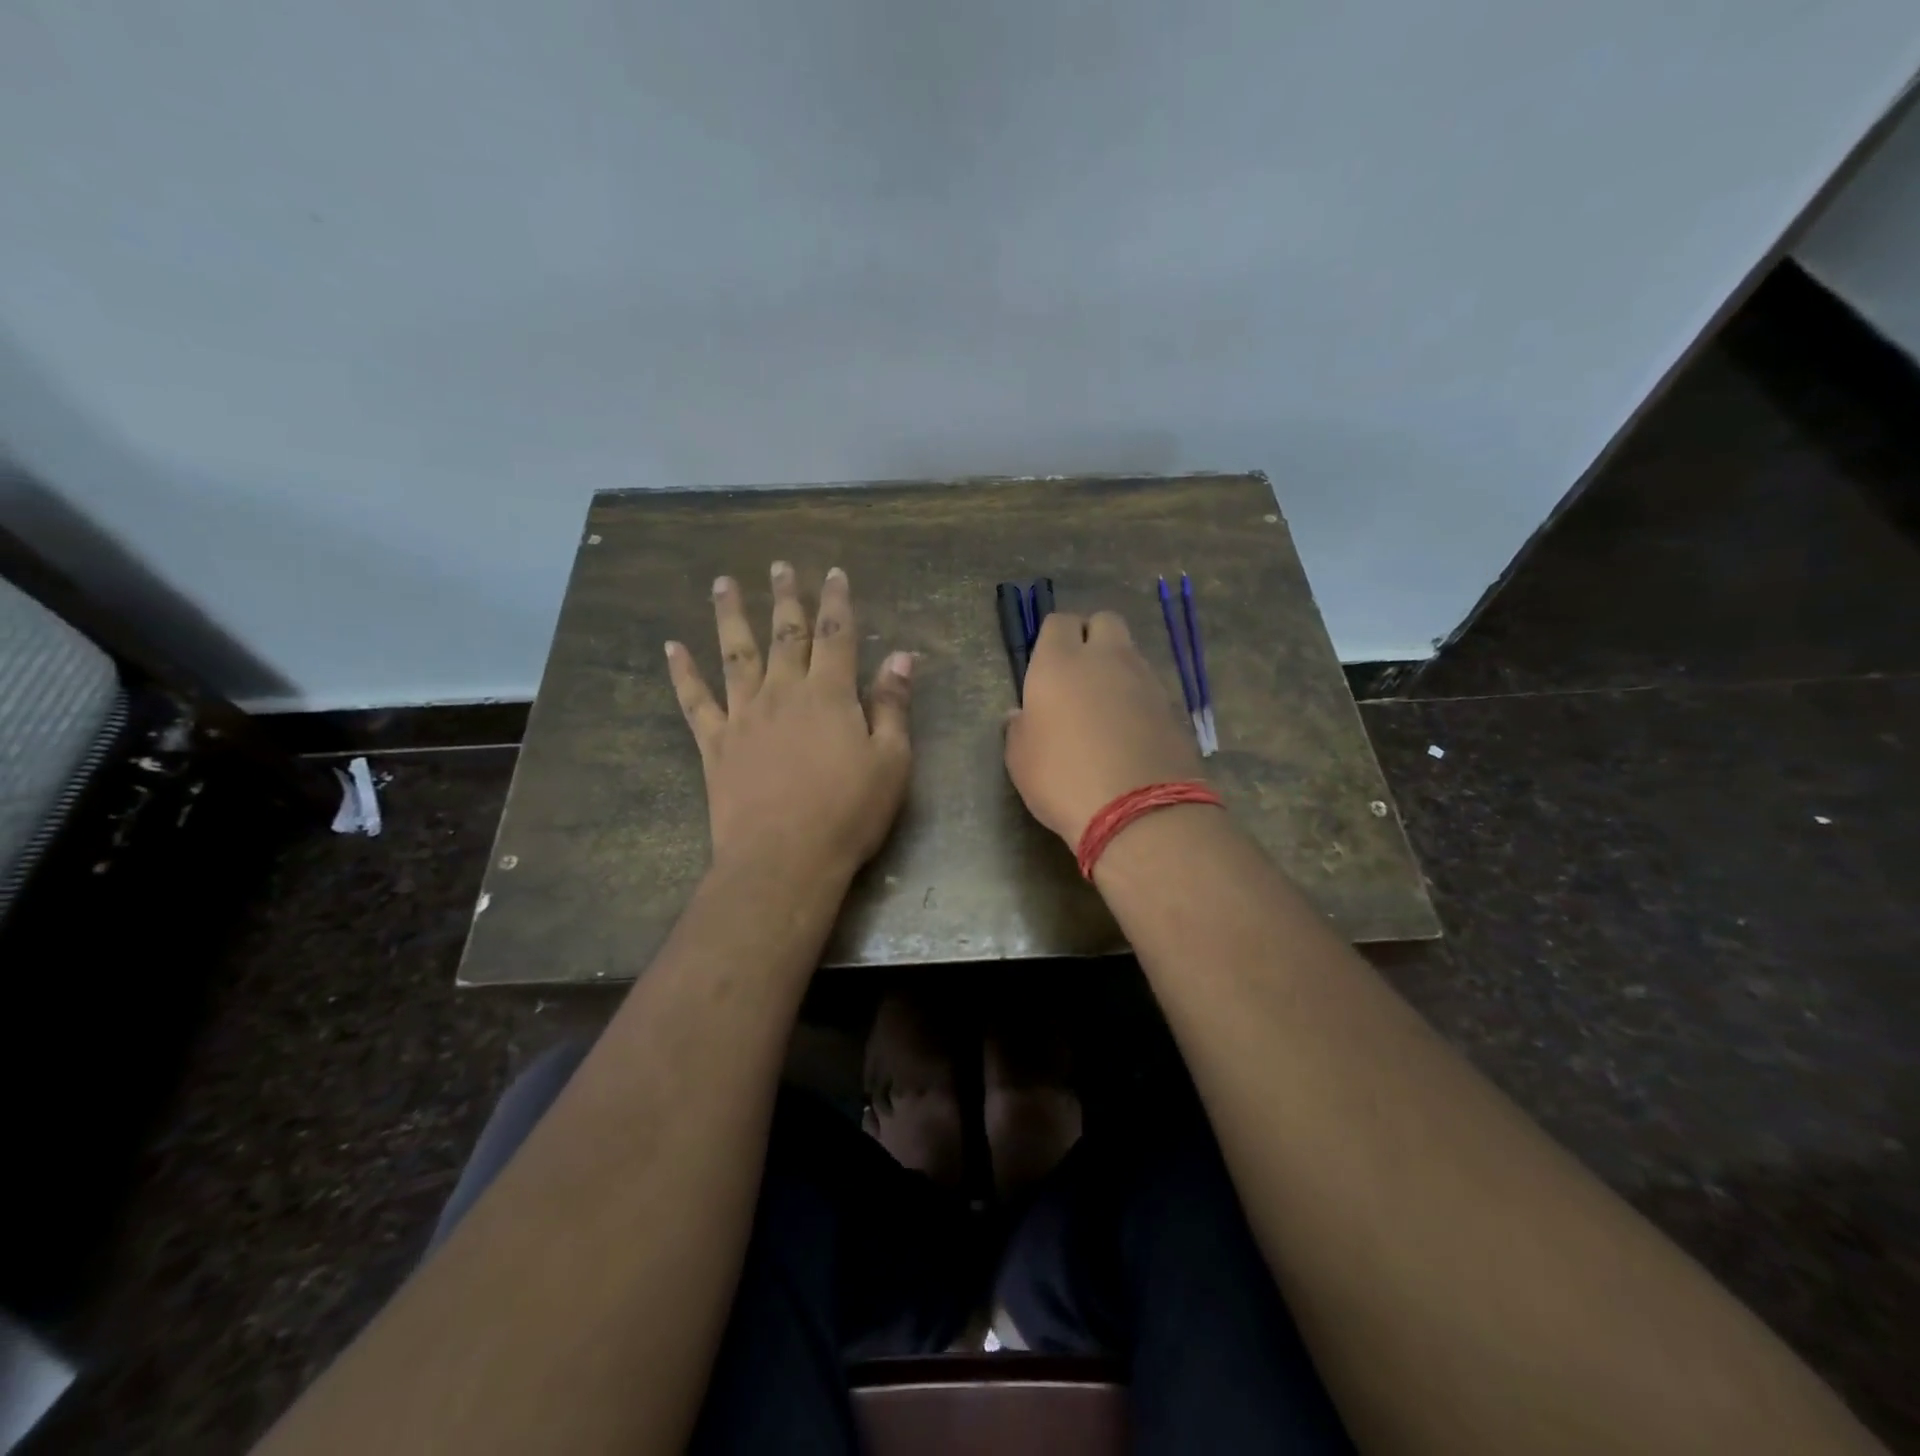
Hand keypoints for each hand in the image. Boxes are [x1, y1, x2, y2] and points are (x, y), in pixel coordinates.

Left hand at [667, 563, 912, 881]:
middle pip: (785, 635)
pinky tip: (673, 648)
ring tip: (724, 584)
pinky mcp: (715, 745)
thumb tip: (901, 658)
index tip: (833, 572)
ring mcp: (743, 716)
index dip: (836, 601)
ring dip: (730, 616)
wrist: (784, 859)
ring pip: (735, 654)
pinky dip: (683, 673)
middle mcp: (783, 693)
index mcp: (829, 695)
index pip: (836, 635)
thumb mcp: (891, 761)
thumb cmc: (848, 812)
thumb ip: (893, 706)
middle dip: (786, 598)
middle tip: (779, 565)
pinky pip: (695, 701)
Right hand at [1004, 611, 1204, 845]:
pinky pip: (1150, 686)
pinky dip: (1138, 697)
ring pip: (1130, 653)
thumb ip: (1019, 728)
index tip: (1046, 665)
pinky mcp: (1172, 706)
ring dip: (1117, 667)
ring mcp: (1145, 679)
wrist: (1138, 810)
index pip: (1058, 622)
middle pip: (1104, 620)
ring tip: (1104, 707)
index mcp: (1060, 662)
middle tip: (1079, 673)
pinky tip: (1129, 730)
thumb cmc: (1062, 779)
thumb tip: (1021, 713)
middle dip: (1092, 636)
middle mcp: (1105, 659)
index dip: (1052, 638)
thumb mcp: (1020, 759)